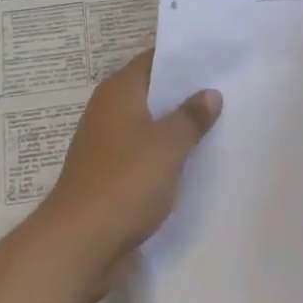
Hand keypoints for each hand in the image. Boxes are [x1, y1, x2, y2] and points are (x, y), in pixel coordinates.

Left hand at [33, 50, 221, 302]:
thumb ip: (191, 117)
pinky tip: (190, 164)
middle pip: (151, 91)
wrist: (78, 244)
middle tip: (224, 91)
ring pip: (148, 125)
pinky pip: (141, 153)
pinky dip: (162, 155)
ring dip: (174, 127)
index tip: (214, 59)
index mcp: (119, 90)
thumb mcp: (168, 146)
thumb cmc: (125, 181)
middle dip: (183, 94)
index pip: (154, 59)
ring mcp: (105, 143)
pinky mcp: (107, 174)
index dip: (183, 58)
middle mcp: (108, 109)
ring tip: (215, 126)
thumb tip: (210, 93)